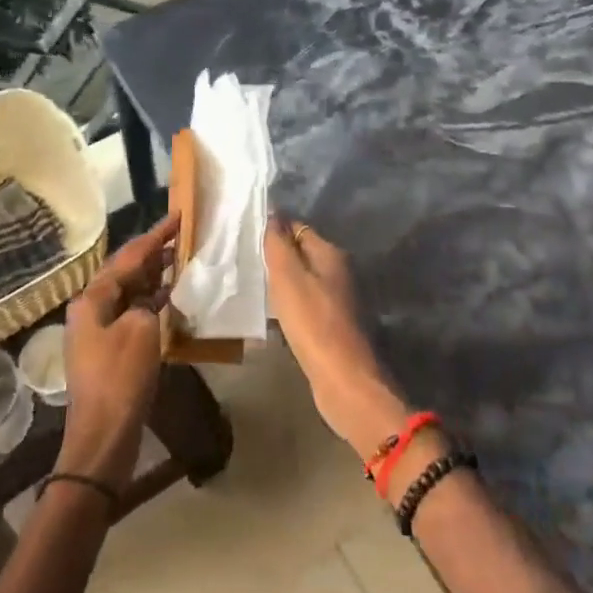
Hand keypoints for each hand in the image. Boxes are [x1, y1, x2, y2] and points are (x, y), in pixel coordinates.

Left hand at [57, 213, 178, 490]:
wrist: (103, 438)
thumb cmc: (120, 379)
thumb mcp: (141, 331)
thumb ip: (148, 303)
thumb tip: (151, 299)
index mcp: (92, 299)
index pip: (128, 256)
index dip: (155, 235)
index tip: (179, 216)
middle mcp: (90, 309)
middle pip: (125, 271)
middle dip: (153, 252)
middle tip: (183, 234)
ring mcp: (98, 330)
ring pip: (129, 291)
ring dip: (154, 275)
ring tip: (182, 258)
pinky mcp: (109, 350)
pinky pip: (132, 312)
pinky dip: (152, 301)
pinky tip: (172, 296)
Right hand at [264, 214, 407, 462]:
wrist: (343, 379)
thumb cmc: (313, 323)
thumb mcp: (288, 278)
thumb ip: (278, 245)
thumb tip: (273, 213)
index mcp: (331, 254)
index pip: (298, 228)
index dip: (275, 230)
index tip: (249, 237)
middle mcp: (340, 271)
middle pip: (303, 253)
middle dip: (279, 256)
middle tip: (249, 263)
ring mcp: (340, 299)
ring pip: (306, 280)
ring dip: (285, 283)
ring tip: (258, 287)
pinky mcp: (335, 324)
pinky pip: (308, 304)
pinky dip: (292, 305)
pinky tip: (277, 315)